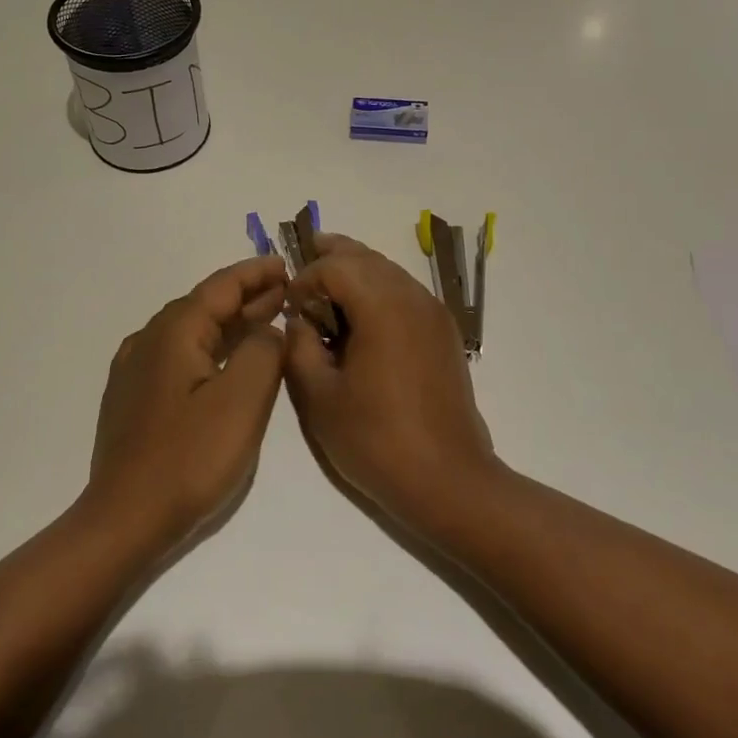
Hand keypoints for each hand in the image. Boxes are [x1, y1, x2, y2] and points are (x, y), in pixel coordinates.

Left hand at [82, 255, 288, 550]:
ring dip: (230, 323)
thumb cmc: (188, 457)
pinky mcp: (134, 397)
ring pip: (191, 331)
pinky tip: (226, 360)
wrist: (125, 518)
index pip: (220, 287)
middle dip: (246, 296)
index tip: (286, 265)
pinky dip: (211, 348)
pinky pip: (179, 355)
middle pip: (204, 305)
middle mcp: (149, 340)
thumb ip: (263, 353)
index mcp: (173, 332)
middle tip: (286, 293)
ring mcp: (136, 370)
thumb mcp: (241, 401)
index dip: (255, 273)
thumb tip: (267, 329)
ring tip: (266, 320)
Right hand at [283, 234, 498, 535]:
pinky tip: (361, 316)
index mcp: (383, 307)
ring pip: (389, 272)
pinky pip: (406, 293)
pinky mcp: (444, 334)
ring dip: (357, 271)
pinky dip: (378, 290)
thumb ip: (299, 348)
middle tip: (304, 260)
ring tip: (328, 285)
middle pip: (367, 258)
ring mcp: (434, 315)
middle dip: (333, 257)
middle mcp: (414, 298)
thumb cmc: (376, 440)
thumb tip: (299, 321)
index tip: (289, 306)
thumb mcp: (319, 397)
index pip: (337, 266)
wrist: (448, 480)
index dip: (306, 277)